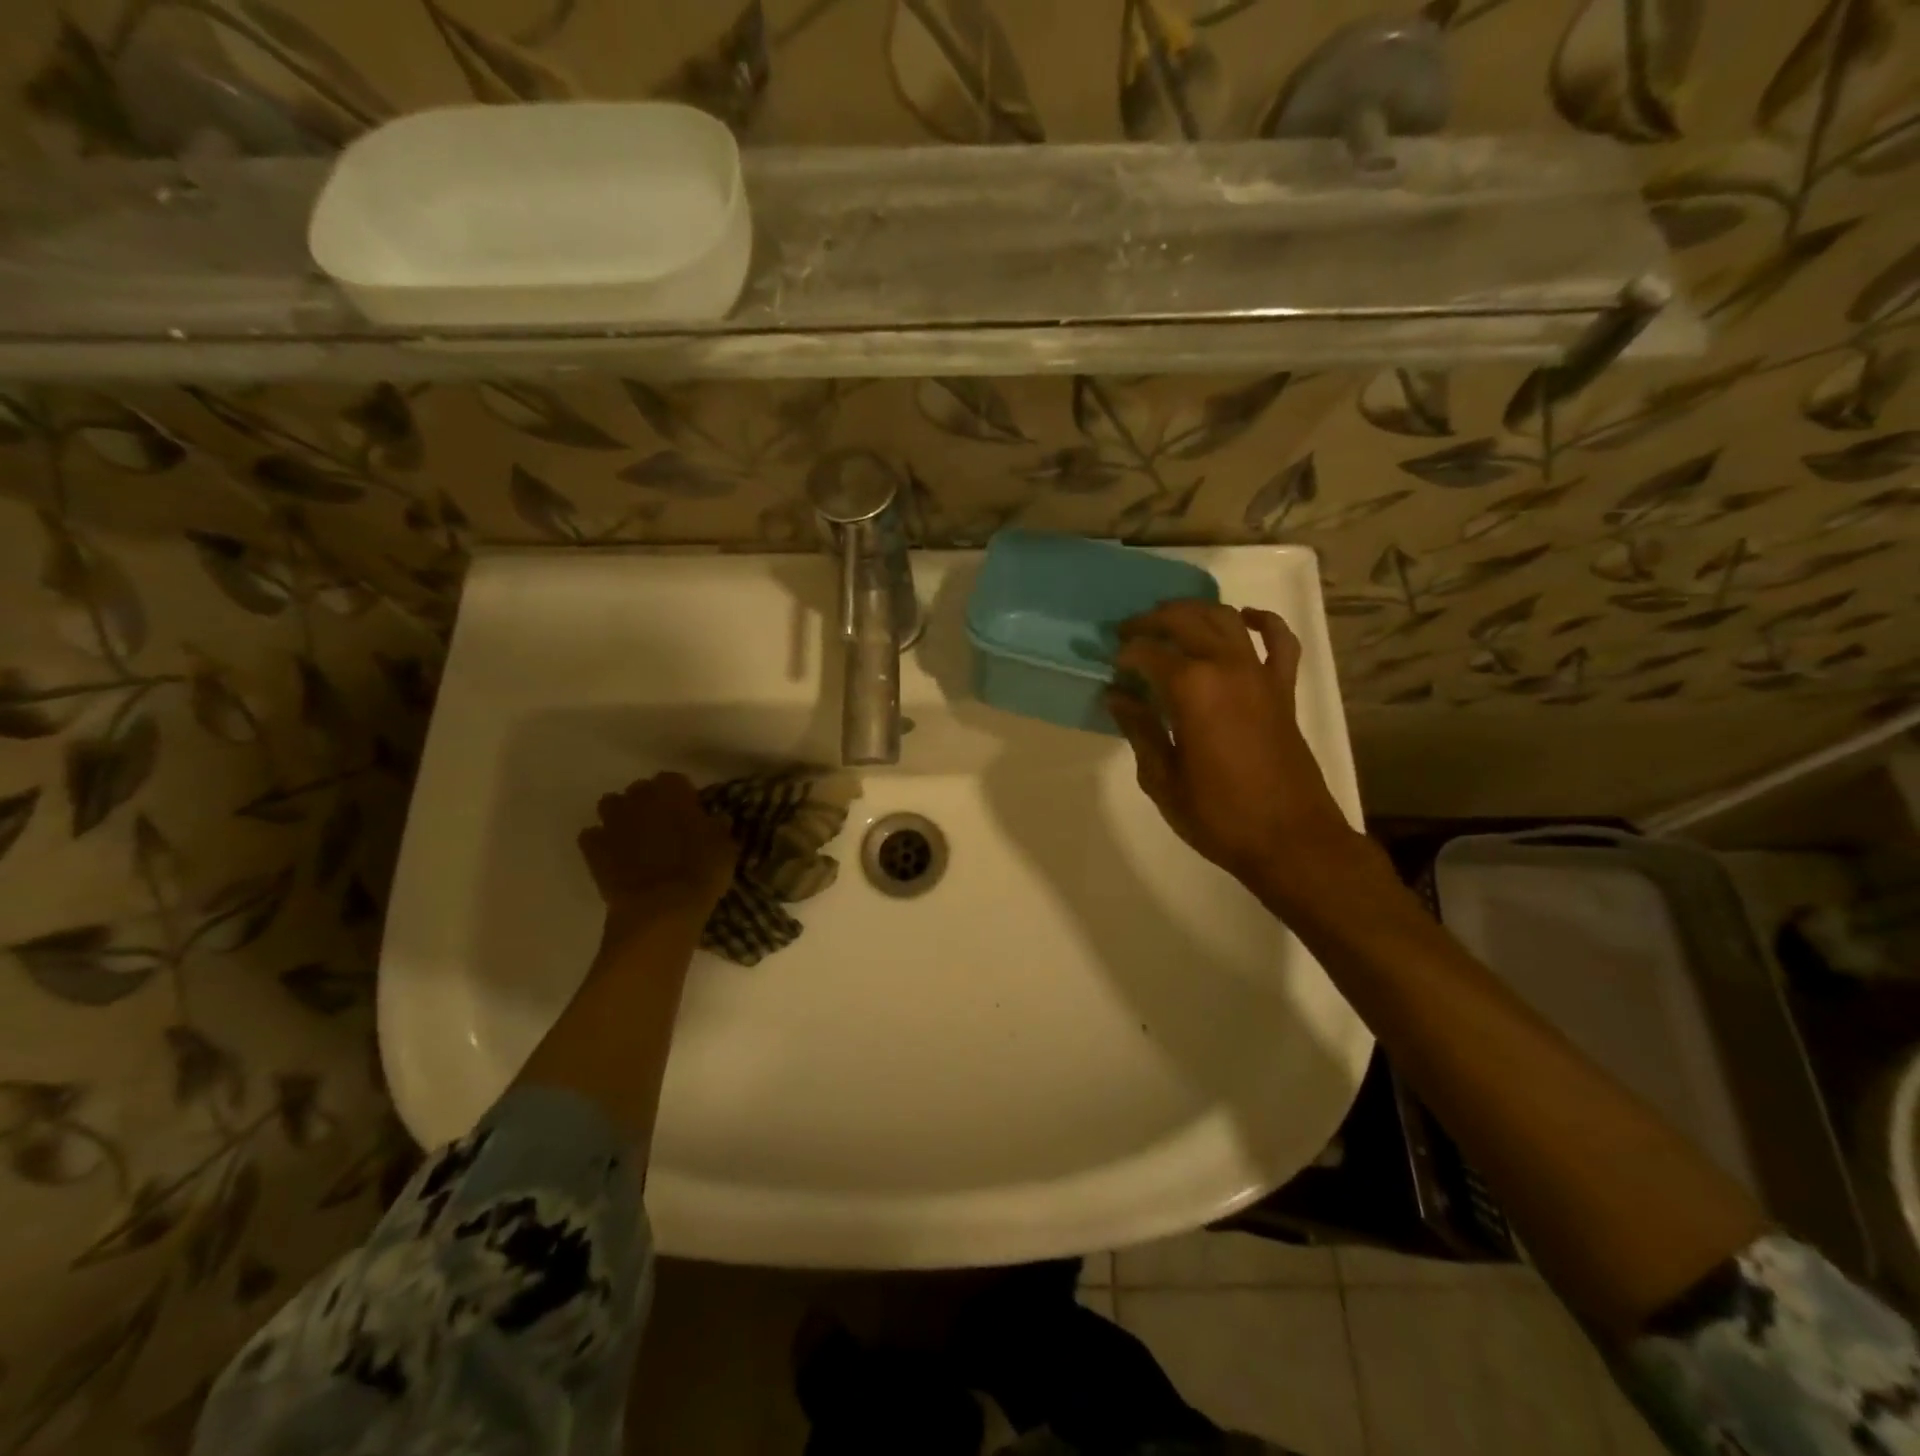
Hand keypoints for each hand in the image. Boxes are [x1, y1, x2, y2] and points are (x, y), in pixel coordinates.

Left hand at [579, 773, 738, 952]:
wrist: (661, 907)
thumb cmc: (701, 872)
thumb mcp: (725, 848)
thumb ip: (718, 828)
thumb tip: (716, 820)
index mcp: (673, 791)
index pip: (674, 780)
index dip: (681, 796)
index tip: (688, 812)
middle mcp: (639, 798)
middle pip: (640, 790)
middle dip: (648, 803)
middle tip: (662, 825)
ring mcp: (612, 821)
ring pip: (610, 805)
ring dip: (620, 816)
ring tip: (634, 837)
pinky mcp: (592, 848)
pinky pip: (592, 836)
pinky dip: (600, 843)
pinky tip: (612, 857)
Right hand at [1107, 601, 1360, 899]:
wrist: (1290, 840)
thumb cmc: (1218, 816)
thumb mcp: (1162, 778)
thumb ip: (1140, 730)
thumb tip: (1118, 697)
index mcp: (1192, 689)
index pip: (1148, 653)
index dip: (1125, 654)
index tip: (1111, 666)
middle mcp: (1227, 667)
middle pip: (1186, 620)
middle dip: (1152, 621)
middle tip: (1129, 632)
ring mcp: (1260, 675)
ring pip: (1226, 619)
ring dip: (1196, 611)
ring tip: (1171, 620)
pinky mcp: (1284, 690)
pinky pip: (1279, 641)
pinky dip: (1263, 622)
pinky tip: (1245, 618)